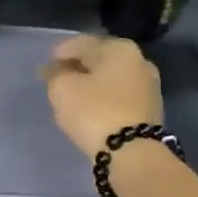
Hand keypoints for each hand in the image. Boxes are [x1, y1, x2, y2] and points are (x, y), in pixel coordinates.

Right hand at [40, 35, 163, 157]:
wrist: (133, 153)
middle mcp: (139, 61)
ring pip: (111, 79)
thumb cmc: (95, 112)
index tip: (47, 64)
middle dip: (78, 67)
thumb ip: (55, 75)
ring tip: (73, 96)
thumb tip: (56, 70)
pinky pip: (120, 97)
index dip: (61, 51)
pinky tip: (92, 109)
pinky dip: (104, 99)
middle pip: (100, 59)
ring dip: (92, 84)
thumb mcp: (62, 89)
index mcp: (119, 48)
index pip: (83, 43)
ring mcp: (149, 87)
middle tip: (59, 79)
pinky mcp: (150, 111)